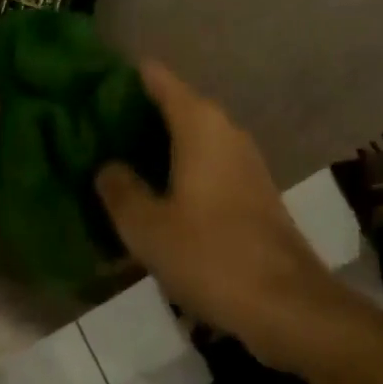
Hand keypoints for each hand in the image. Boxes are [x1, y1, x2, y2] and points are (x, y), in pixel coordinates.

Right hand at [95, 63, 334, 366]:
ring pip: (191, 136)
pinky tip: (157, 195)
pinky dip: (180, 169)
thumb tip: (106, 166)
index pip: (156, 77)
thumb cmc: (213, 255)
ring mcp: (243, 159)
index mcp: (198, 123)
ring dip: (158, 146)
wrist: (290, 307)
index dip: (124, 78)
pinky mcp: (253, 189)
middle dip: (136, 115)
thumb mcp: (149, 228)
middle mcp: (224, 129)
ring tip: (119, 163)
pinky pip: (207, 162)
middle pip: (173, 104)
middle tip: (95, 132)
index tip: (92, 89)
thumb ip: (120, 191)